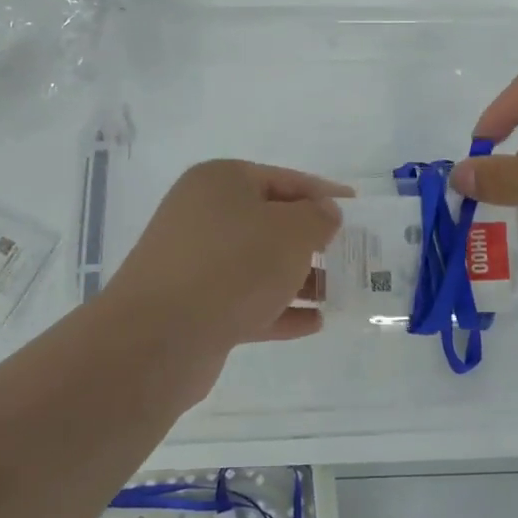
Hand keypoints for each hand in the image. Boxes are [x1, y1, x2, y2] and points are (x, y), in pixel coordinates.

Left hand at [104, 160, 347, 350]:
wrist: (159, 337)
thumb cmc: (233, 265)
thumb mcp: (291, 231)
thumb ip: (317, 217)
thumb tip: (323, 214)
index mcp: (221, 182)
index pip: (285, 179)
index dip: (324, 194)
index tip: (357, 210)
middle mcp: (203, 215)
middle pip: (270, 222)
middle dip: (312, 241)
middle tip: (350, 256)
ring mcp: (196, 263)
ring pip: (259, 265)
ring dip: (299, 278)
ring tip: (338, 293)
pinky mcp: (194, 307)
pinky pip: (247, 301)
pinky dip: (279, 309)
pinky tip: (314, 322)